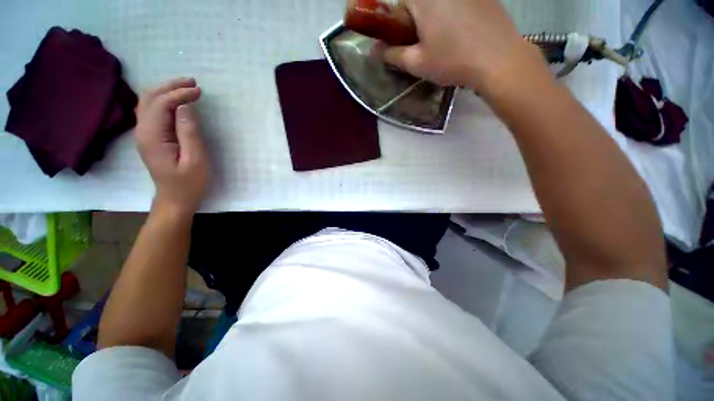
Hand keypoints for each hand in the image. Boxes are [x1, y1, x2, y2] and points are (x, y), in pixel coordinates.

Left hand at [135, 77, 208, 215]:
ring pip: (148, 102)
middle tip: (192, 83)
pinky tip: (175, 101)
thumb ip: (189, 133)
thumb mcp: (195, 160)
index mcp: (152, 136)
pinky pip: (151, 111)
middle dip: (170, 86)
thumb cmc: (189, 183)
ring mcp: (143, 134)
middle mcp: (142, 131)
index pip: (161, 104)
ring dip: (165, 91)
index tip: (199, 91)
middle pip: (150, 98)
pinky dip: (162, 100)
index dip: (179, 94)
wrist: (175, 199)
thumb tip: (185, 107)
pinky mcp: (149, 137)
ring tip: (186, 87)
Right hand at [382, 0, 550, 96]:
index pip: (400, 1)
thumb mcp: (417, 63)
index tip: (402, 34)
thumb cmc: (453, 61)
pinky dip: (453, 13)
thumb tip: (373, 51)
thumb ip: (392, 54)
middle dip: (415, 16)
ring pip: (440, 2)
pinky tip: (461, 32)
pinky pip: (459, 2)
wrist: (499, 59)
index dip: (397, 18)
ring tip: (442, 38)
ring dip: (434, 16)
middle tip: (422, 40)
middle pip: (419, 0)